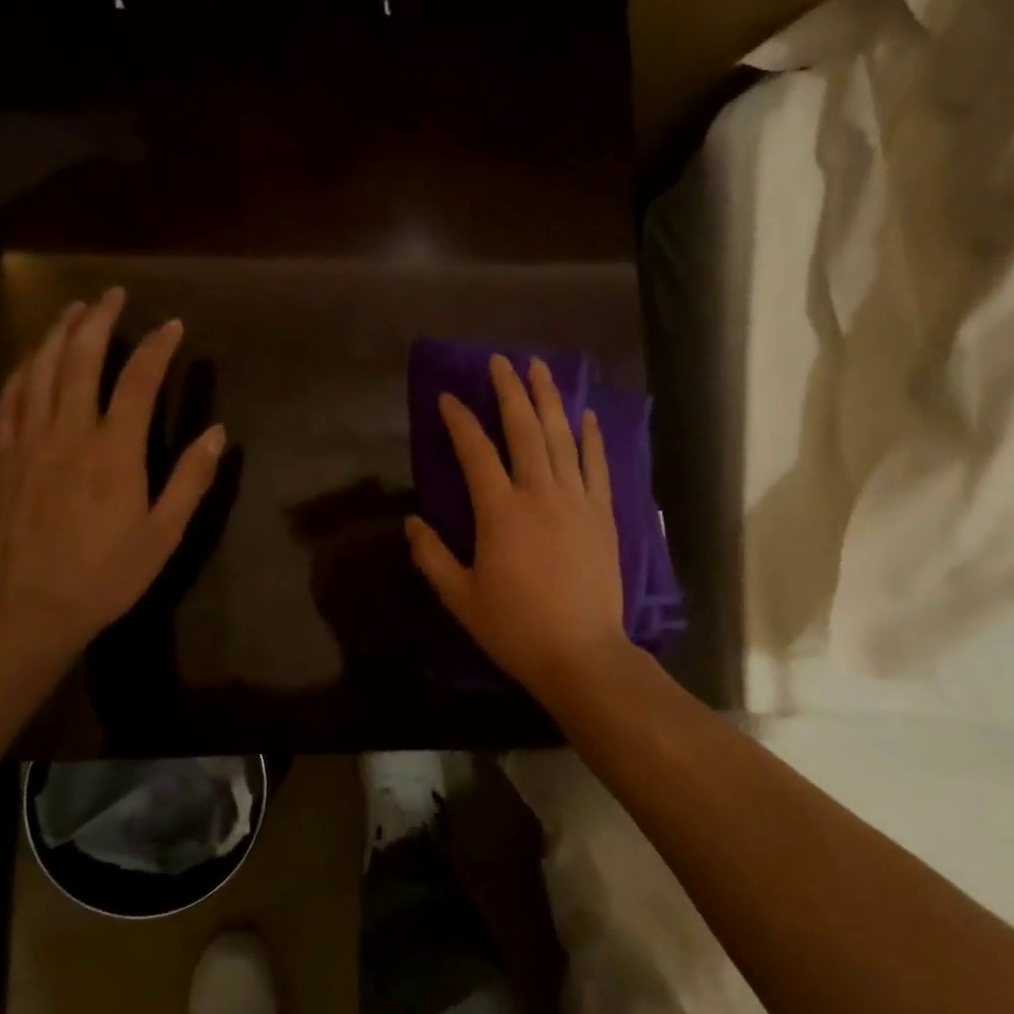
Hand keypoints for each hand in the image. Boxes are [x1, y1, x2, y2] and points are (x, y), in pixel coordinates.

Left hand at [0, 288, 225, 656]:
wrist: (35, 606)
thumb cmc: (110, 572)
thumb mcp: (165, 533)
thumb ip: (191, 479)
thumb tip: (218, 433)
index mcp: (114, 453)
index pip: (136, 382)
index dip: (156, 348)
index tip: (172, 326)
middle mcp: (69, 435)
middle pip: (79, 361)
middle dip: (97, 321)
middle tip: (113, 295)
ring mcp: (30, 443)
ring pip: (39, 372)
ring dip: (57, 334)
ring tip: (73, 309)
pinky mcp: (5, 458)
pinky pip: (9, 401)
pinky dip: (21, 371)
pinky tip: (31, 359)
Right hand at [406, 354, 629, 704]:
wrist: (581, 653)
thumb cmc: (515, 628)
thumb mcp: (461, 598)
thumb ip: (432, 556)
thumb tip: (411, 522)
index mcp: (500, 511)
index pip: (476, 451)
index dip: (460, 420)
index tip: (448, 397)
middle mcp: (539, 493)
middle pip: (524, 429)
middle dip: (510, 390)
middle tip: (501, 360)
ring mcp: (576, 500)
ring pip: (562, 437)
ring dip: (549, 399)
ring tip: (540, 368)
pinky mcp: (602, 514)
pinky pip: (596, 465)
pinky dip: (591, 437)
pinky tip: (586, 415)